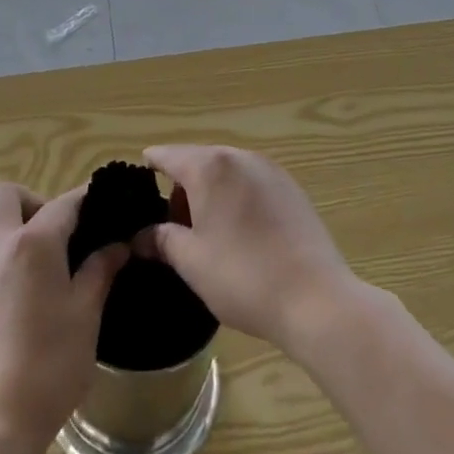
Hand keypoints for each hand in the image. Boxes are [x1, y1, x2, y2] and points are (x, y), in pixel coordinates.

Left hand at [0, 182, 128, 450]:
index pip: (64, 204)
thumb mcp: (86, 316)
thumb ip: (99, 272)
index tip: (102, 203)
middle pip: (4, 193)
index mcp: (33, 244)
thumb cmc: (49, 367)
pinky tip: (1, 281)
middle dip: (31, 200)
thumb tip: (117, 245)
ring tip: (17, 245)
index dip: (86, 200)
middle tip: (52, 232)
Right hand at [139, 145, 359, 355]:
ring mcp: (270, 170)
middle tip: (173, 226)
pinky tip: (241, 232)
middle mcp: (239, 156)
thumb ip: (161, 240)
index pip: (168, 155)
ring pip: (227, 171)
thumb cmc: (243, 277)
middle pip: (199, 161)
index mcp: (210, 167)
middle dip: (182, 187)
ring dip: (211, 192)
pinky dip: (237, 197)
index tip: (137, 184)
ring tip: (207, 231)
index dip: (150, 166)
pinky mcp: (292, 188)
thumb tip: (140, 236)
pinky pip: (252, 182)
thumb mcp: (192, 262)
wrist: (316, 299)